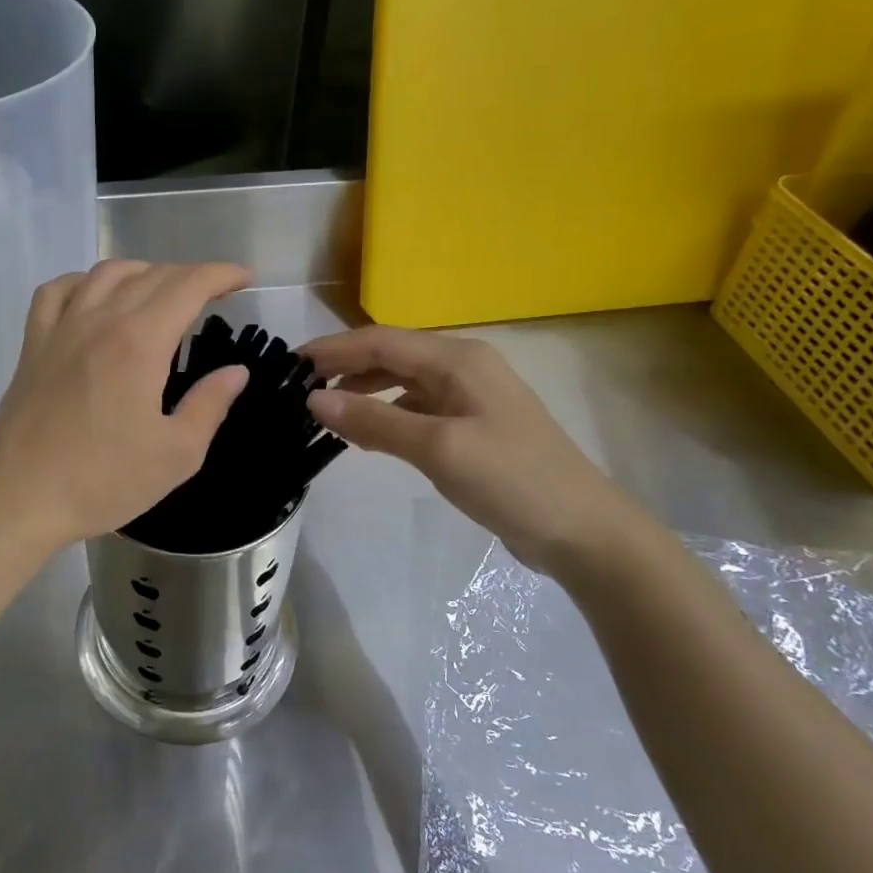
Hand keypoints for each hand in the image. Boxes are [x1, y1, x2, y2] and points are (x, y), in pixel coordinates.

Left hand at [0, 260, 251, 549]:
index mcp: (140, 343)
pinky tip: (95, 296)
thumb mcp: (177, 454)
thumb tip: (235, 372)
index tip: (243, 277)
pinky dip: (84, 281)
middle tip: (213, 292)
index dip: (220, 274)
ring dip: (143, 271)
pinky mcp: (33, 344)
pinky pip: (57, 291)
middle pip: (151, 275)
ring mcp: (61, 328)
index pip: (187, 286)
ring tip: (162, 289)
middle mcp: (100, 320)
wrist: (21, 497)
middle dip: (190, 275)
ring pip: (106, 274)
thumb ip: (210, 405)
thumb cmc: (103, 481)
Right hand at [303, 326, 648, 576]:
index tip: (288, 366)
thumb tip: (313, 400)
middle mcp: (463, 367)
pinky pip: (417, 407)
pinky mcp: (472, 425)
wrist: (584, 531)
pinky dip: (387, 413)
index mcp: (457, 359)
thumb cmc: (511, 480)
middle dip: (343, 368)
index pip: (379, 341)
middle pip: (390, 355)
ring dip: (363, 391)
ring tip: (324, 411)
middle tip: (298, 390)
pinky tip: (367, 433)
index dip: (331, 350)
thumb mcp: (438, 448)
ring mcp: (470, 396)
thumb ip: (374, 420)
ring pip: (402, 381)